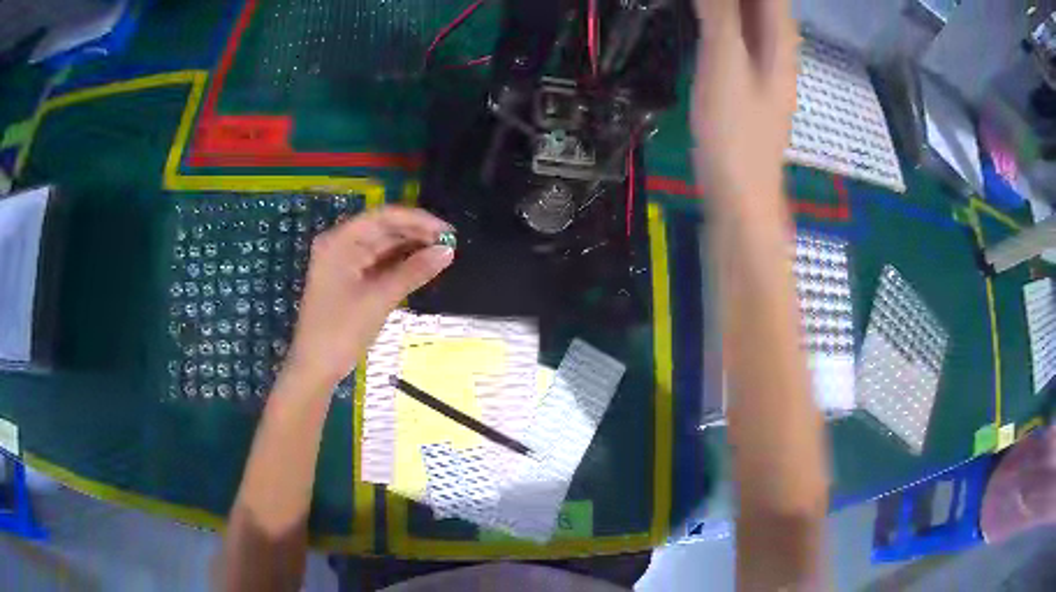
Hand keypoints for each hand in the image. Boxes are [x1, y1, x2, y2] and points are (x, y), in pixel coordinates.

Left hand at [286, 206, 453, 385]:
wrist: (316, 367)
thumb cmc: (342, 330)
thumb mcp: (379, 299)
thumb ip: (414, 271)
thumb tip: (448, 252)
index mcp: (340, 241)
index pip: (383, 217)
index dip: (417, 220)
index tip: (447, 231)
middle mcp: (341, 244)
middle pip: (383, 228)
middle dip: (416, 233)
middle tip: (450, 244)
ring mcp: (344, 262)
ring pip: (383, 246)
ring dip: (410, 248)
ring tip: (441, 253)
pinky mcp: (349, 279)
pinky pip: (378, 263)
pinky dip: (400, 264)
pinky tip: (422, 266)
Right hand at [691, 0, 797, 207]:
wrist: (740, 193)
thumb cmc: (735, 131)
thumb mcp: (725, 63)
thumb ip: (720, 13)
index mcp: (780, 41)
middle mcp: (779, 49)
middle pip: (766, 3)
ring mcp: (766, 66)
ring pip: (754, 16)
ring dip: (735, 3)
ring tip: (708, 3)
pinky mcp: (750, 81)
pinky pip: (741, 34)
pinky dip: (726, 17)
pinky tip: (709, 14)